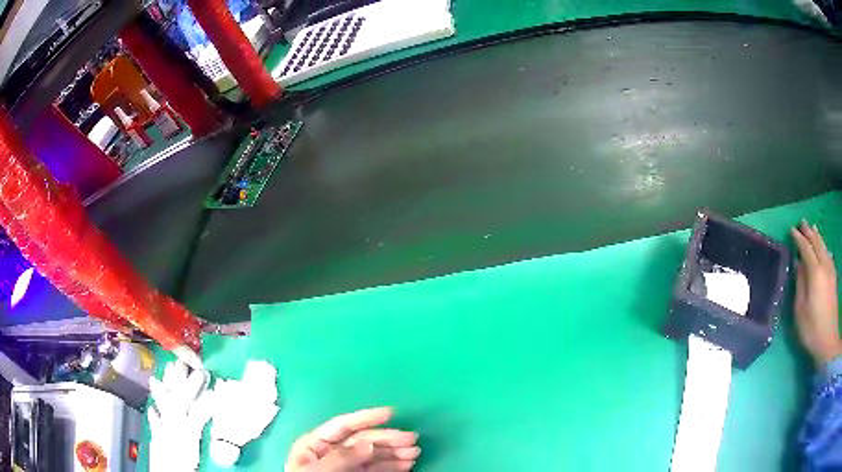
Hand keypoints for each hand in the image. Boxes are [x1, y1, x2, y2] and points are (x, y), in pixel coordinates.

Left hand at [285, 407, 419, 471]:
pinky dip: (392, 466)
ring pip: (373, 455)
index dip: (366, 417)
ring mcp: (345, 467)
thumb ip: (340, 458)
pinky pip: (376, 468)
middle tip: (412, 438)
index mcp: (315, 444)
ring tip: (415, 452)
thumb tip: (368, 443)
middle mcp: (332, 452)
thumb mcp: (318, 471)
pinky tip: (406, 464)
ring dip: (395, 452)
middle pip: (363, 440)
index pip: (343, 426)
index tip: (390, 412)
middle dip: (388, 438)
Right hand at [792, 220, 841, 365]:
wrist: (828, 340)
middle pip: (817, 243)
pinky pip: (828, 255)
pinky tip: (823, 248)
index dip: (799, 238)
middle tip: (802, 223)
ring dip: (817, 237)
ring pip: (824, 247)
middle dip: (809, 232)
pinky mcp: (834, 278)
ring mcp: (831, 271)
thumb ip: (799, 285)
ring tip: (813, 229)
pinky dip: (824, 247)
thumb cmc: (812, 329)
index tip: (792, 230)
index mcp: (815, 272)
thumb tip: (797, 264)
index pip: (806, 249)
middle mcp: (824, 266)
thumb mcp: (800, 311)